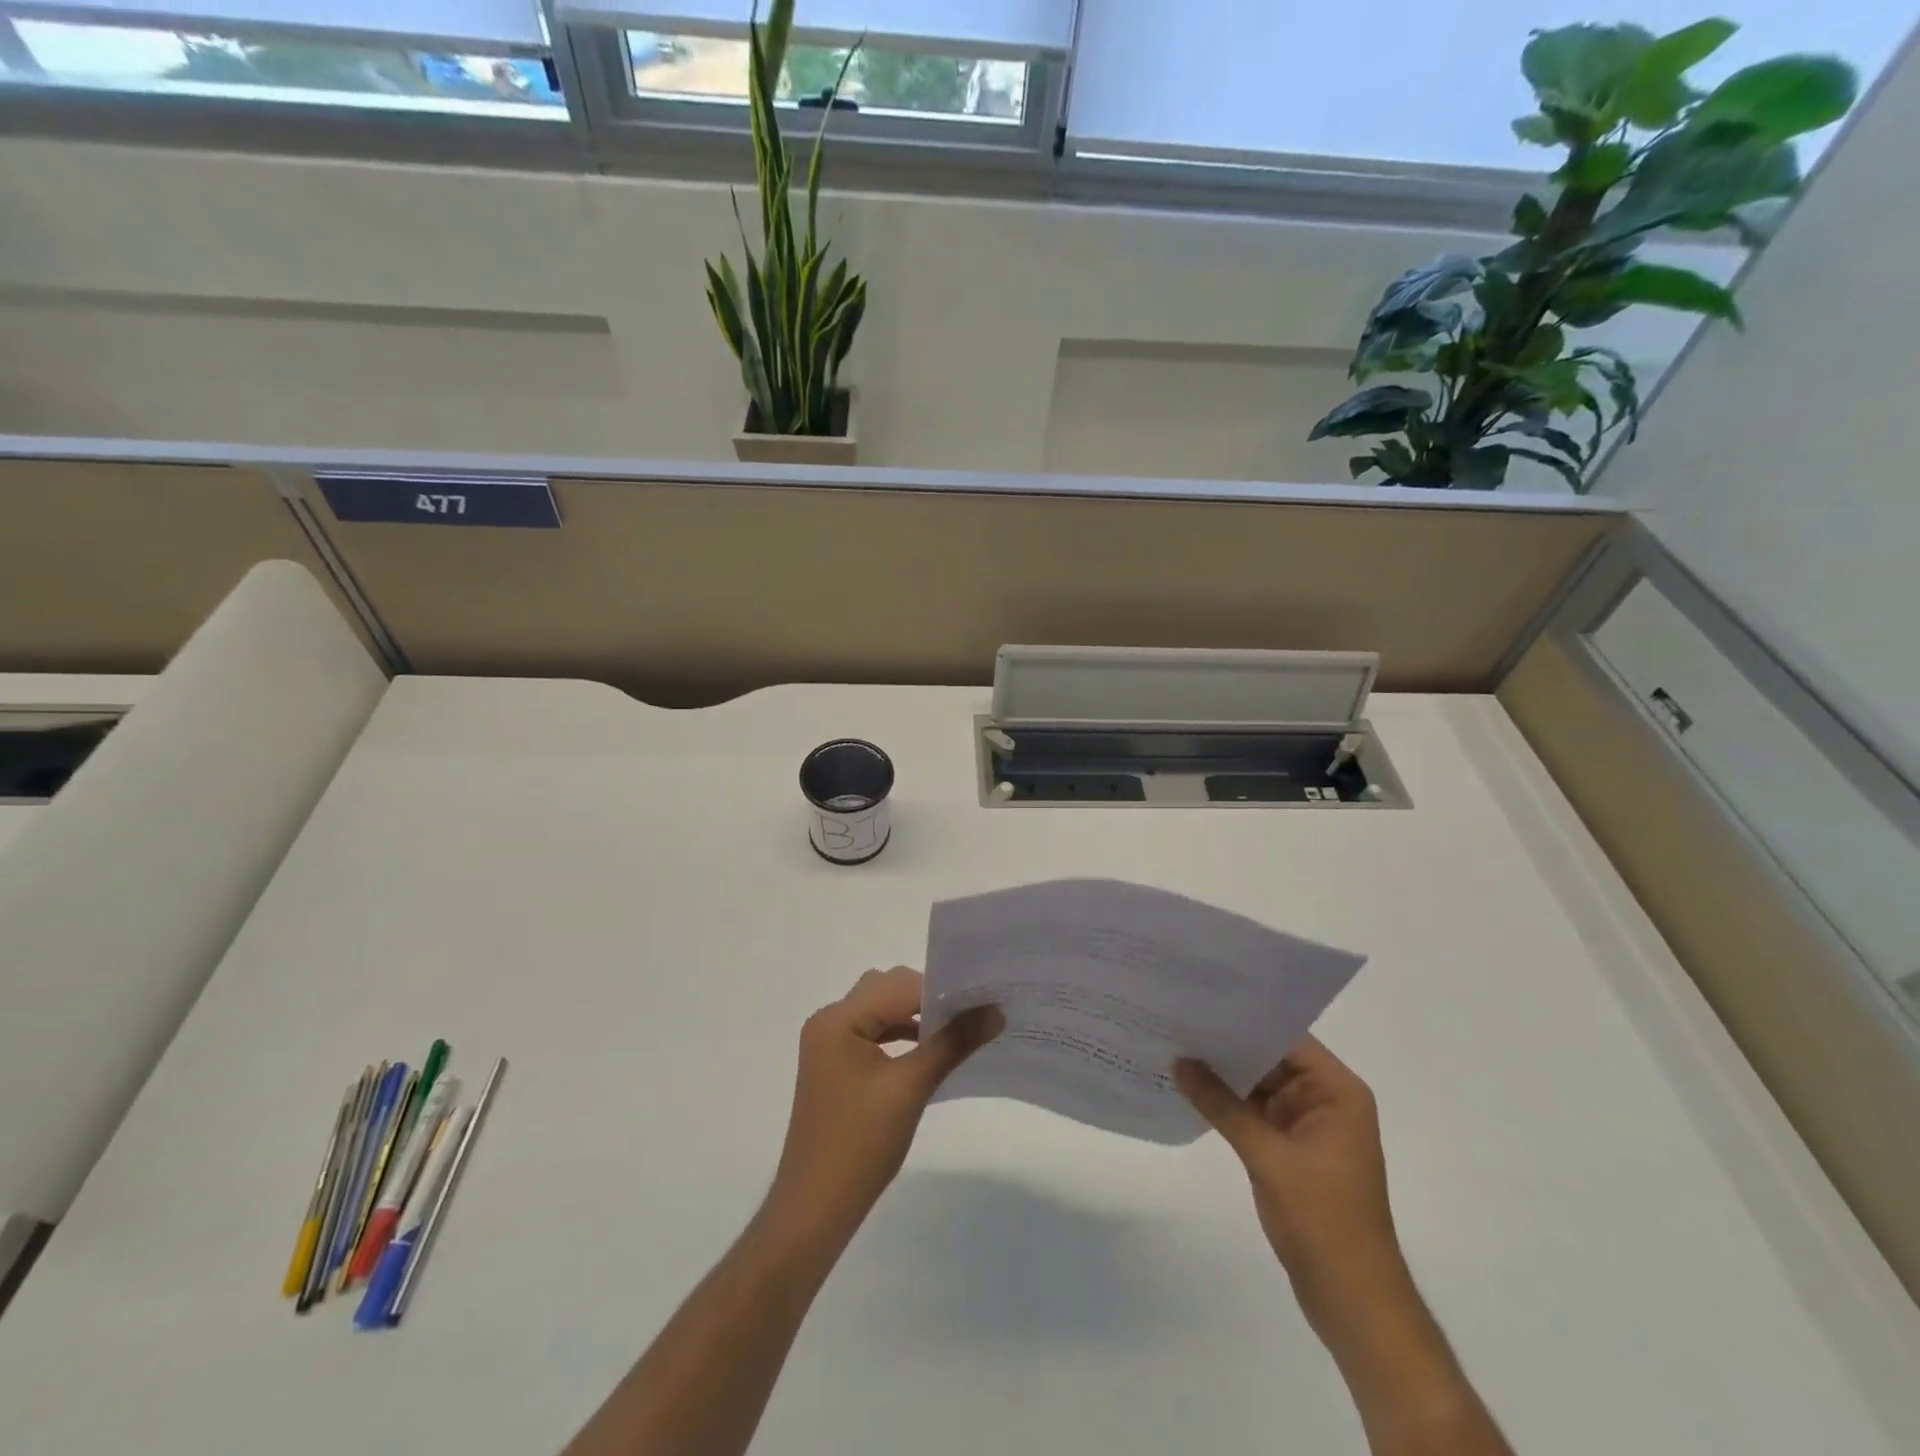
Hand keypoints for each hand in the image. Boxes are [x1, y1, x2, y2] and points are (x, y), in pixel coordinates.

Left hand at [766, 967, 1001, 1246]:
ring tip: (957, 1030)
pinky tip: (928, 1052)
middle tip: (972, 1012)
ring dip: (915, 1017)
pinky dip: (901, 1036)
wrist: (815, 1209)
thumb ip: (953, 1043)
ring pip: (880, 1011)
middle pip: (887, 990)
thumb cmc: (860, 1144)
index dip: (941, 991)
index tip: (981, 999)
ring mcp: (829, 1044)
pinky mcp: (836, 1066)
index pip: (898, 986)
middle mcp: (829, 1021)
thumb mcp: (911, 1087)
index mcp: (838, 1019)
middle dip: (929, 998)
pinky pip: (873, 1034)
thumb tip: (995, 1011)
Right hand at [1176, 1036, 1407, 1347]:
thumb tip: (1179, 1061)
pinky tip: (1191, 1088)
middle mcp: (1326, 1100)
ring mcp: (1308, 1126)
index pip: (1287, 1037)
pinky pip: (1255, 1112)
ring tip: (1175, 1045)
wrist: (1353, 1301)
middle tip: (1177, 1019)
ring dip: (1224, 1074)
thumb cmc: (1323, 1220)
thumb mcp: (1268, 1157)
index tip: (1201, 1002)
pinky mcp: (1291, 1150)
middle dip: (1228, 1044)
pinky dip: (1227, 1103)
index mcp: (1337, 1092)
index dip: (1245, 1018)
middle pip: (1271, 1058)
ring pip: (1260, 1085)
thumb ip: (1222, 1105)